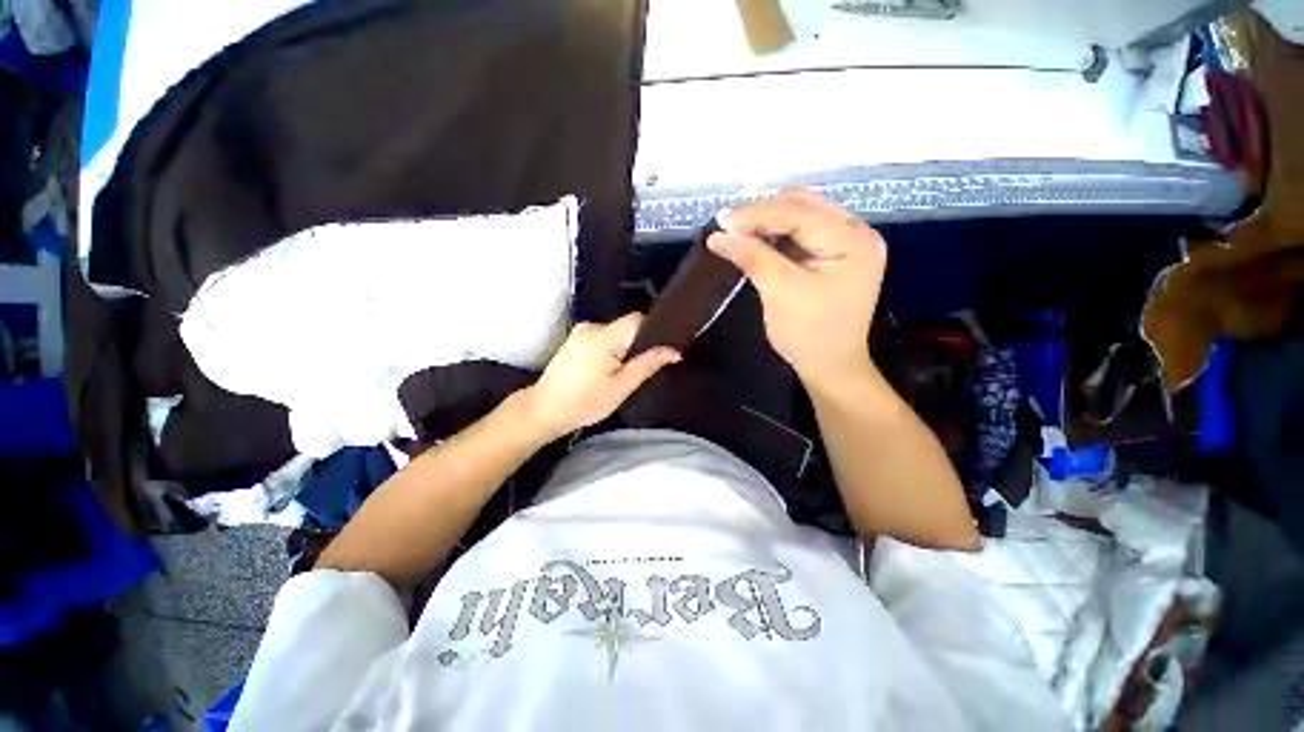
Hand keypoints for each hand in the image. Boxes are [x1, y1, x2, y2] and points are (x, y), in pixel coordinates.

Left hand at [520, 313, 679, 438]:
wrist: (544, 410)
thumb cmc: (584, 403)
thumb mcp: (621, 387)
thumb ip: (647, 365)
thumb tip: (674, 351)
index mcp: (604, 337)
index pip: (638, 320)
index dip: (654, 330)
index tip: (662, 349)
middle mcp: (592, 327)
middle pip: (626, 327)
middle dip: (637, 345)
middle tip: (638, 370)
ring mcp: (580, 331)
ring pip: (615, 333)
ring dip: (622, 349)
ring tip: (620, 374)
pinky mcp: (574, 339)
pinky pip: (602, 337)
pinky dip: (609, 350)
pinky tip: (604, 371)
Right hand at [707, 188, 885, 387]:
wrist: (830, 367)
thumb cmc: (809, 333)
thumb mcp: (780, 291)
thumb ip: (752, 256)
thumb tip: (717, 233)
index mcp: (853, 240)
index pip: (800, 213)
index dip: (757, 214)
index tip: (721, 220)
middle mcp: (856, 233)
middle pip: (804, 206)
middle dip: (763, 214)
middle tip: (728, 227)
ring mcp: (848, 243)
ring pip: (801, 216)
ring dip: (768, 222)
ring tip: (738, 233)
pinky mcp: (835, 255)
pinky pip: (802, 233)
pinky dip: (777, 235)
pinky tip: (756, 241)